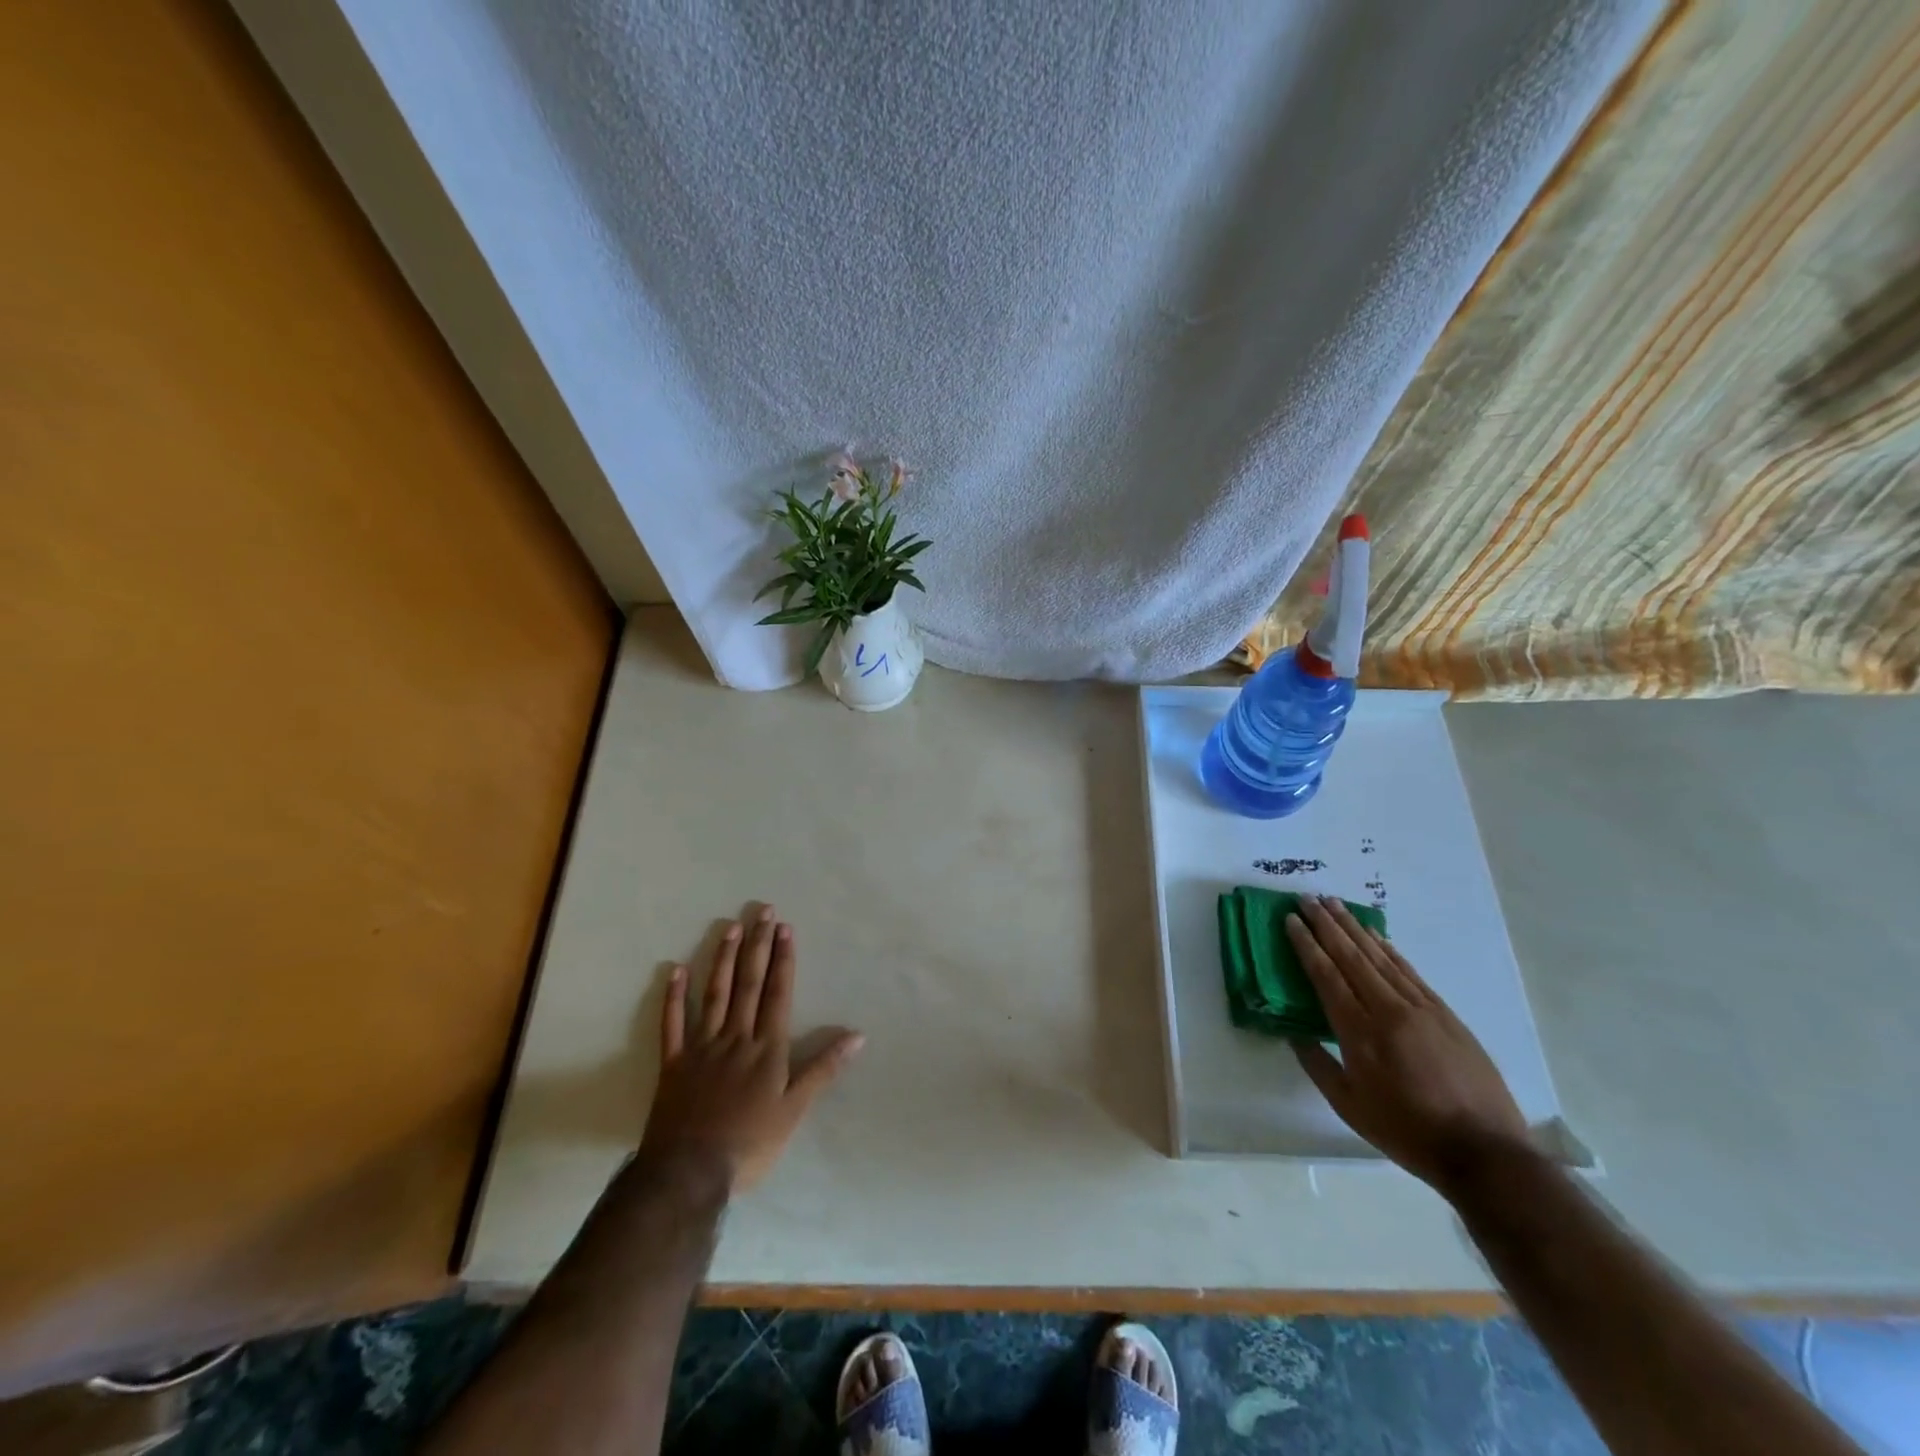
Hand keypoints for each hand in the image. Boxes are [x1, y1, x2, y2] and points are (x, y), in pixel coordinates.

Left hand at [640, 905, 862, 1192]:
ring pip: (714, 994)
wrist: (689, 1173)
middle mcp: (735, 1037)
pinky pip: (672, 1024)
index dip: (783, 959)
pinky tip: (675, 970)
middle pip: (749, 984)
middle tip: (762, 911)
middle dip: (758, 946)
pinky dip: (673, 996)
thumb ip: (823, 1069)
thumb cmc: (750, 1143)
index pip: (778, 993)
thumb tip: (858, 1036)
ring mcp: (702, 1047)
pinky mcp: (674, 1063)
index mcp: (766, 1048)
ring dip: (723, 959)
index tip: (785, 928)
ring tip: (730, 927)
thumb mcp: (795, 1110)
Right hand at [1287, 895, 1530, 1194]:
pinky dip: (1388, 949)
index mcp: (1360, 1033)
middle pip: (1351, 957)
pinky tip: (1375, 935)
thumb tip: (1293, 1033)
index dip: (1306, 945)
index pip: (1326, 976)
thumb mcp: (1349, 1107)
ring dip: (1354, 928)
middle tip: (1307, 898)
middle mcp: (1388, 1010)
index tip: (1290, 919)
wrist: (1485, 1151)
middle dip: (1326, 925)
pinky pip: (1408, 971)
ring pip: (1380, 957)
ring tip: (1335, 904)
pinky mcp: (1445, 1014)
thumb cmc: (1407, 1131)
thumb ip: (1317, 1065)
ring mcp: (1421, 1008)